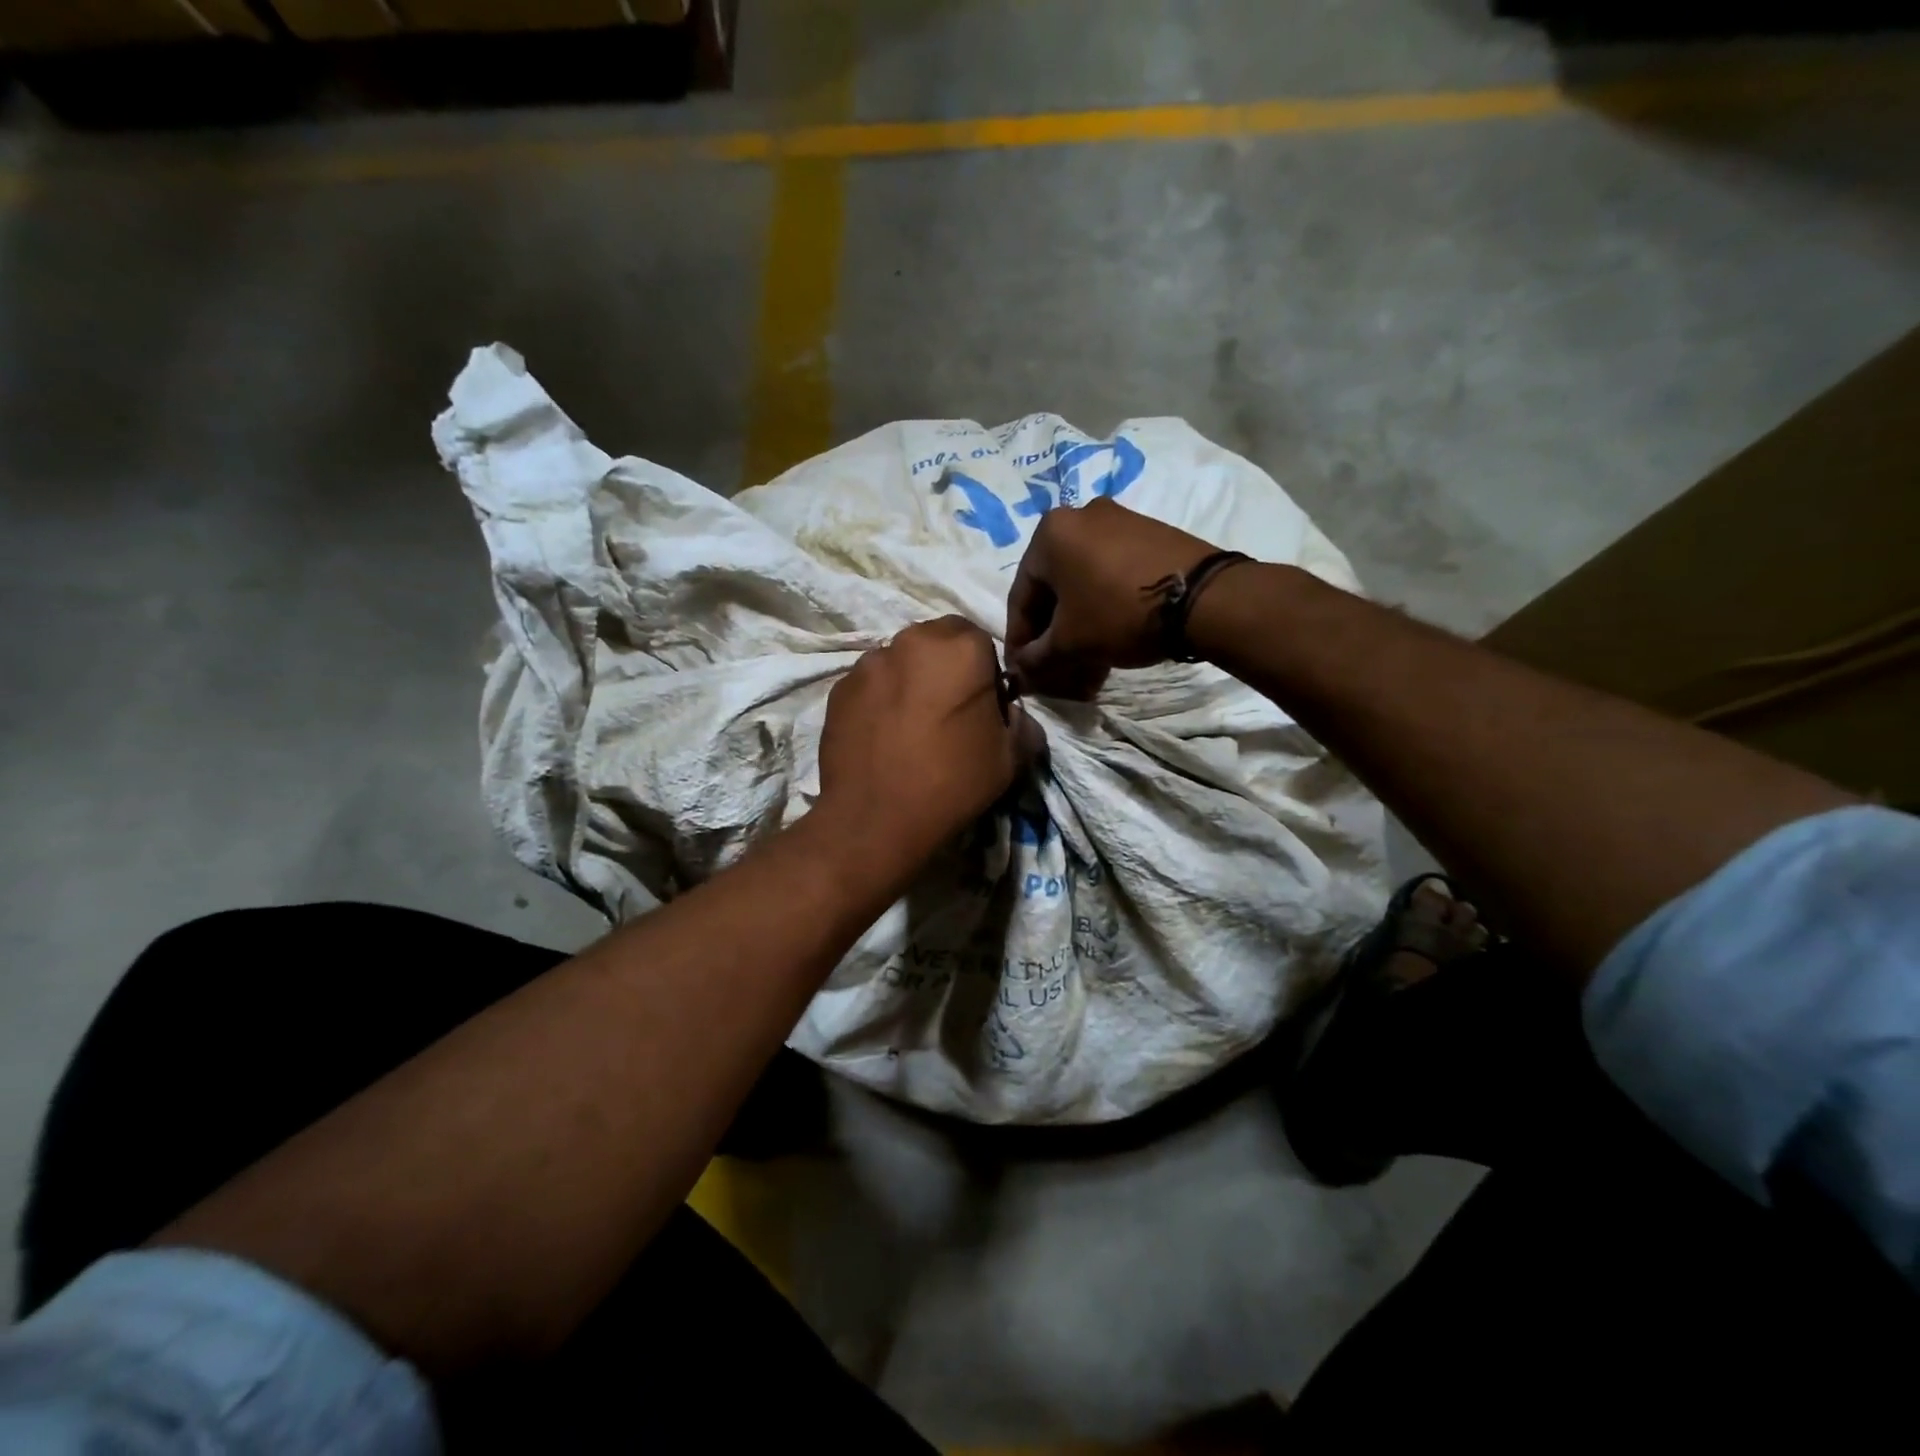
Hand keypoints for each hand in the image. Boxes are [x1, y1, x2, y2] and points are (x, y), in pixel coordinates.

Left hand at [817, 617, 1045, 871]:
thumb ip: (1022, 725)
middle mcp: (912, 642)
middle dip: (945, 666)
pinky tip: (882, 735)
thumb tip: (1011, 715)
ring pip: (900, 660)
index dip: (984, 671)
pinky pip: (871, 683)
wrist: (874, 820)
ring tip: (910, 725)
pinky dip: (880, 698)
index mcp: (961, 650)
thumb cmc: (951, 785)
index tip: (981, 706)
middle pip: (936, 641)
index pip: (979, 639)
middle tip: (948, 711)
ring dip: (910, 679)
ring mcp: (869, 663)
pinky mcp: (839, 688)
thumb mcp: (1010, 760)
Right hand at [1005, 498, 1220, 697]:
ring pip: (1083, 582)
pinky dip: (1103, 606)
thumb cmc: (1119, 613)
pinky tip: (1110, 638)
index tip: (1022, 671)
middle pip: (1053, 588)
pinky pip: (1110, 574)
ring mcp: (1118, 520)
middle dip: (1052, 633)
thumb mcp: (1070, 643)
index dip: (1019, 640)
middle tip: (1054, 668)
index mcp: (1049, 533)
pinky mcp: (1149, 533)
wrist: (1203, 597)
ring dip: (1078, 623)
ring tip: (1085, 661)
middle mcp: (1079, 516)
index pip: (1021, 596)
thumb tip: (1020, 672)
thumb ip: (1036, 659)